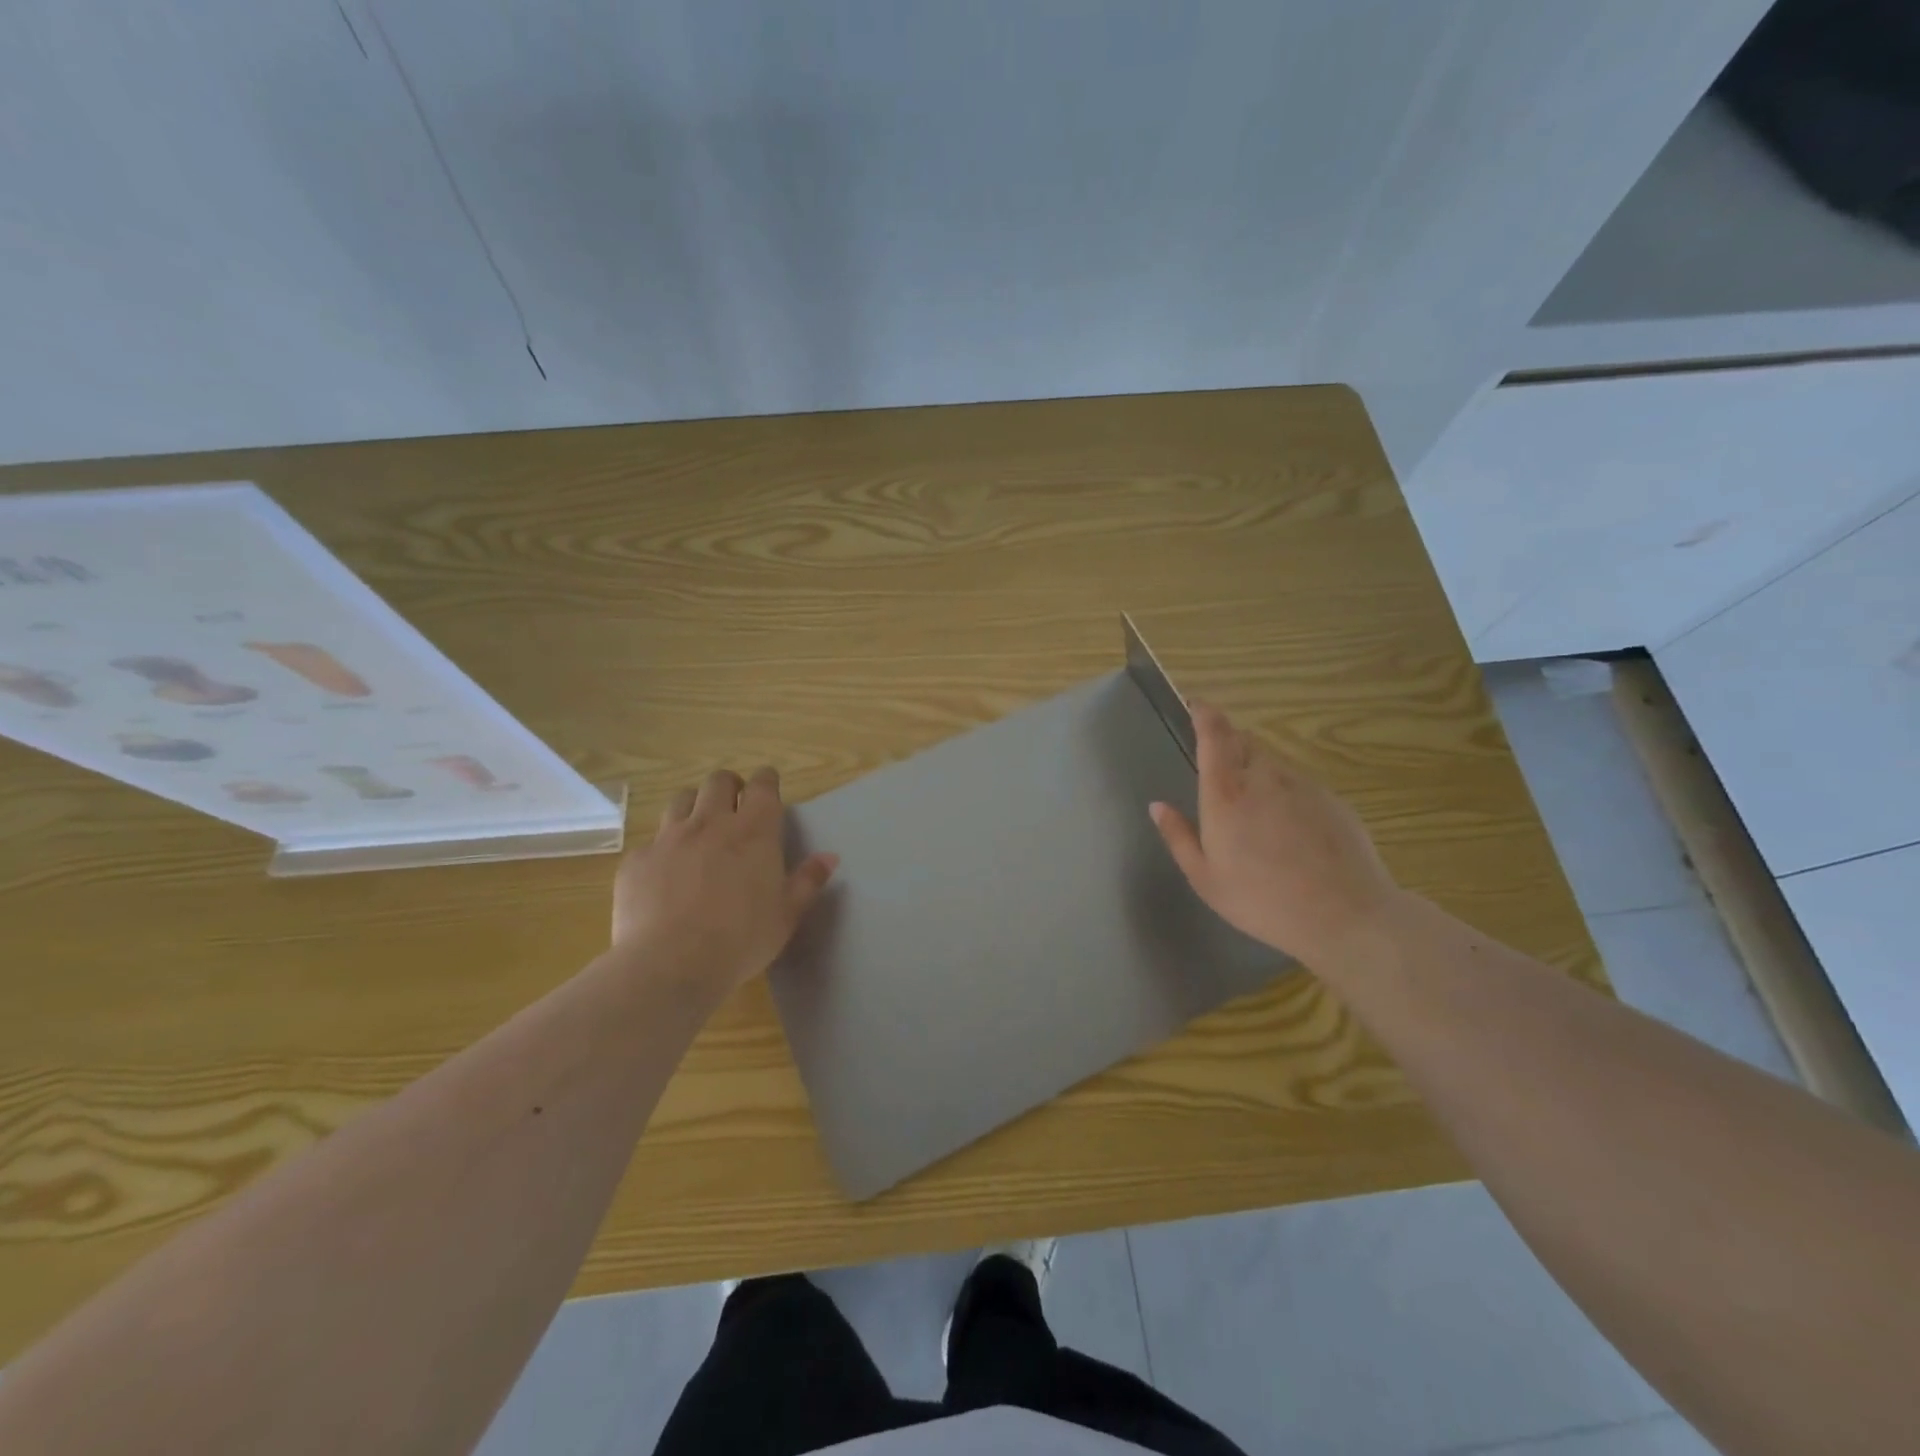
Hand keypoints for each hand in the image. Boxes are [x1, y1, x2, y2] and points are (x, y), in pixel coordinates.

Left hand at [611, 767, 837, 999]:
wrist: (669, 964)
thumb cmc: (741, 940)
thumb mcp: (786, 915)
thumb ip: (807, 881)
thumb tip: (829, 857)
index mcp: (754, 832)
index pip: (763, 786)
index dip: (766, 780)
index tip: (768, 786)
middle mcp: (710, 823)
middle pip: (718, 782)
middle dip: (729, 786)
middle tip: (734, 805)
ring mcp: (669, 838)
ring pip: (681, 800)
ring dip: (694, 806)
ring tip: (699, 829)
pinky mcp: (637, 860)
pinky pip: (651, 841)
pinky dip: (663, 849)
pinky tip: (665, 874)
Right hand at [1148, 701, 1402, 968]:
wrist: (1345, 916)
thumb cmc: (1262, 900)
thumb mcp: (1205, 878)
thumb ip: (1178, 837)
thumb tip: (1158, 806)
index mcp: (1226, 793)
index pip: (1214, 734)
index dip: (1204, 713)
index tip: (1195, 706)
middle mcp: (1264, 777)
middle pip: (1244, 741)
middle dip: (1228, 744)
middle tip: (1219, 772)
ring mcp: (1303, 786)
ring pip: (1272, 763)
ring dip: (1256, 770)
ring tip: (1255, 811)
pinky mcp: (1332, 800)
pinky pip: (1298, 784)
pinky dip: (1285, 793)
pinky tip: (1289, 831)